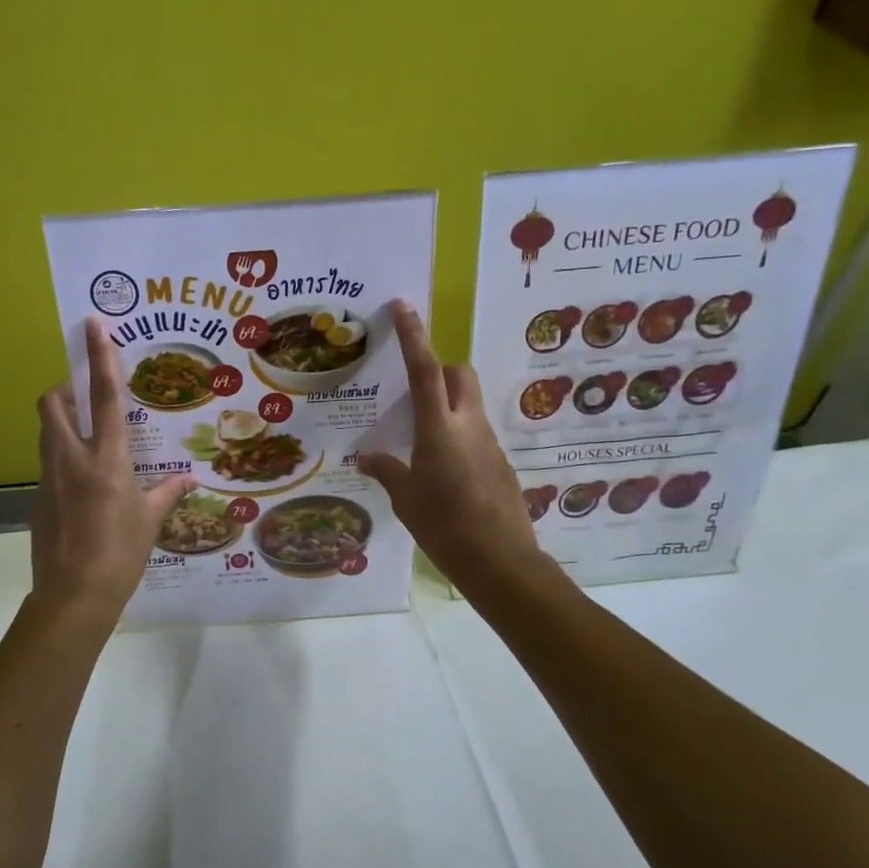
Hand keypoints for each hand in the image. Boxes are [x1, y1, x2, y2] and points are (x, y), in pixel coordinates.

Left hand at [31, 318, 195, 619]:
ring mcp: (49, 477)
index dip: (100, 357)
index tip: (93, 325)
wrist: (73, 596)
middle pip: (53, 402)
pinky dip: (63, 454)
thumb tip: (189, 479)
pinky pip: (49, 461)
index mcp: (106, 459)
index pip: (104, 396)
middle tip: (87, 395)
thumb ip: (167, 492)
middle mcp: (72, 458)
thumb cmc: (120, 554)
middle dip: (66, 387)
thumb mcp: (150, 520)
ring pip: (47, 429)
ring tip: (90, 434)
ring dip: (63, 419)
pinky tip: (84, 480)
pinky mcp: (39, 497)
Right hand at [358, 301, 551, 597]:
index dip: (413, 335)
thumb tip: (367, 458)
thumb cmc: (445, 527)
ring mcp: (488, 443)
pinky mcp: (499, 462)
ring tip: (420, 438)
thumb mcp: (406, 500)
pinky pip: (476, 431)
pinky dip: (457, 433)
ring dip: (447, 404)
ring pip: (469, 402)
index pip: (425, 370)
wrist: (501, 562)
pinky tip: (442, 469)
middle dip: (438, 369)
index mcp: (439, 429)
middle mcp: (468, 425)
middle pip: (458, 375)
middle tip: (412, 391)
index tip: (404, 305)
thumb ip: (388, 471)